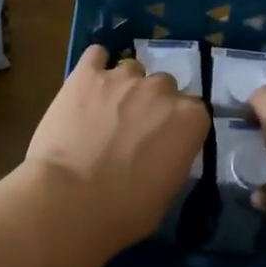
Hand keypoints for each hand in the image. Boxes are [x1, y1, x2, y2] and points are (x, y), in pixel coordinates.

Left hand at [25, 45, 209, 247]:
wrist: (70, 200)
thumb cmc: (125, 210)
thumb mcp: (168, 191)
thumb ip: (173, 157)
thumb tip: (164, 151)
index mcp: (189, 119)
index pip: (195, 111)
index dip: (178, 126)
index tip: (165, 143)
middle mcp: (161, 90)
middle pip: (165, 86)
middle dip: (152, 104)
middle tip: (134, 130)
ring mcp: (123, 77)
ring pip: (132, 69)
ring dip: (124, 87)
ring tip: (106, 111)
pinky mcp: (86, 74)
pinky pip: (96, 55)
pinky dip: (95, 66)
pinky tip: (88, 83)